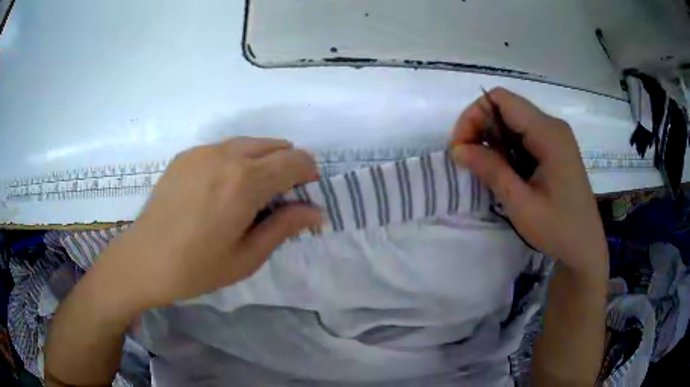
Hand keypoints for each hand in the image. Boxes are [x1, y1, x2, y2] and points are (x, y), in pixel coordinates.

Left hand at [96, 137, 322, 311]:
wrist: (144, 259)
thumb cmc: (197, 268)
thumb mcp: (248, 256)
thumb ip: (284, 227)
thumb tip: (316, 212)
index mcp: (245, 182)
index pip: (295, 160)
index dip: (309, 173)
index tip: (306, 194)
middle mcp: (226, 155)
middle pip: (275, 145)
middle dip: (288, 165)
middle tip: (280, 197)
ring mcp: (202, 151)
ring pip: (249, 143)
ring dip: (262, 161)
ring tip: (250, 193)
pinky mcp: (186, 155)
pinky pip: (224, 148)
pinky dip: (236, 161)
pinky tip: (221, 189)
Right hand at [451, 88, 606, 277]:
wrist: (585, 247)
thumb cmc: (558, 229)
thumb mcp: (521, 204)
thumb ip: (491, 170)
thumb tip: (458, 149)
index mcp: (548, 133)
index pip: (501, 100)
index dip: (474, 115)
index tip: (461, 147)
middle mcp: (552, 126)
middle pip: (506, 108)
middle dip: (480, 128)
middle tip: (468, 160)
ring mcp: (555, 137)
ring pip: (513, 122)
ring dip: (493, 140)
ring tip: (486, 170)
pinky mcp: (555, 149)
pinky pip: (524, 136)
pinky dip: (507, 149)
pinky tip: (505, 172)